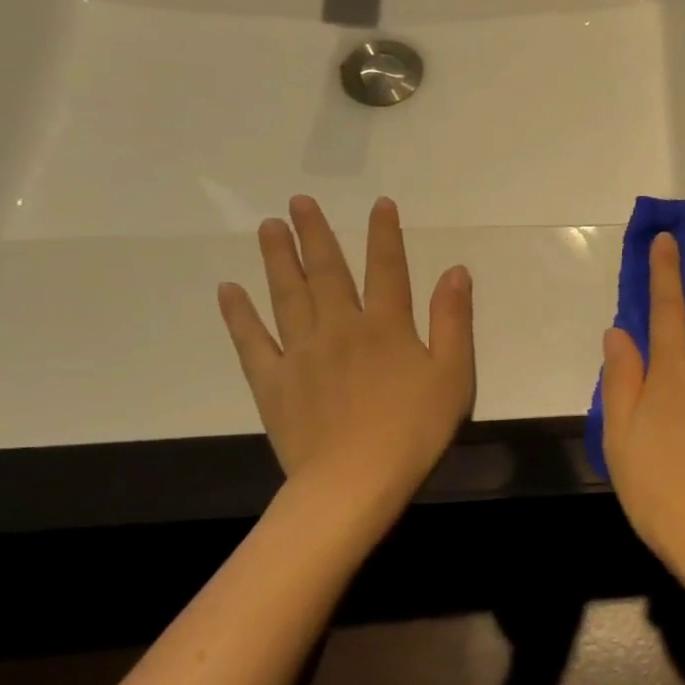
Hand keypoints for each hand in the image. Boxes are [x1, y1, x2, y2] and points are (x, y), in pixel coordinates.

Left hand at [217, 196, 474, 531]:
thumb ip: (453, 320)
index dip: (384, 234)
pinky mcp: (273, 382)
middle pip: (327, 272)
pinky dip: (239, 314)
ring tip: (268, 228)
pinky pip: (252, 341)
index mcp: (387, 326)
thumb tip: (455, 271)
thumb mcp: (453, 374)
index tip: (379, 204)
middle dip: (316, 234)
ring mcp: (301, 354)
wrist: (353, 482)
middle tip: (299, 202)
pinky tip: (229, 290)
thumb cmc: (414, 429)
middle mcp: (341, 328)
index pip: (387, 269)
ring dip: (278, 259)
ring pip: (287, 296)